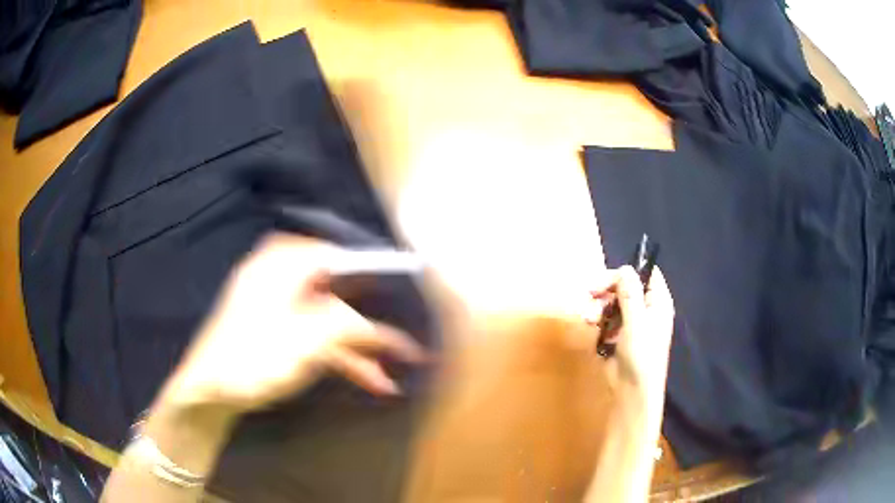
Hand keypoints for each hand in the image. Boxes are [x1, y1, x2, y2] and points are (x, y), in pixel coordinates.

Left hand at [161, 234, 426, 414]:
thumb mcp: (307, 341)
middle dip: (369, 323)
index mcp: (280, 266)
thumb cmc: (252, 358)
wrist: (209, 392)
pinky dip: (342, 358)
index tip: (400, 278)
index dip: (368, 264)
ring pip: (330, 324)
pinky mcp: (281, 335)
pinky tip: (368, 379)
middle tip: (400, 338)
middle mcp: (281, 282)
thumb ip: (349, 326)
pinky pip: (318, 340)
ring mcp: (281, 311)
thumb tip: (383, 327)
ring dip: (360, 350)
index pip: (334, 253)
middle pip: (338, 293)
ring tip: (390, 377)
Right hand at [586, 266, 674, 405]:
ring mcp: (632, 322)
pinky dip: (598, 320)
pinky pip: (607, 319)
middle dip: (607, 290)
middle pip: (626, 286)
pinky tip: (592, 327)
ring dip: (599, 307)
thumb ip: (630, 294)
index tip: (605, 278)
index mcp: (658, 302)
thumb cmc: (641, 356)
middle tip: (589, 294)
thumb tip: (624, 267)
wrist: (632, 392)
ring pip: (613, 302)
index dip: (626, 272)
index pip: (646, 274)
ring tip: (589, 319)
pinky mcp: (619, 335)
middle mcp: (647, 309)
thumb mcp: (636, 323)